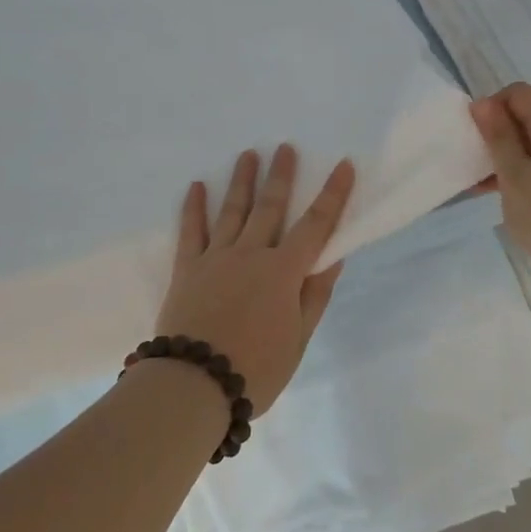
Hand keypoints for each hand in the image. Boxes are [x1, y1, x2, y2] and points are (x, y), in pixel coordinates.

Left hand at [153, 144, 354, 412]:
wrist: (195, 384)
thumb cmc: (256, 369)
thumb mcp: (298, 339)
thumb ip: (314, 296)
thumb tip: (333, 257)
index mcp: (283, 271)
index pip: (316, 225)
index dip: (333, 194)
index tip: (343, 165)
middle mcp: (251, 253)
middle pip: (270, 206)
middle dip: (281, 175)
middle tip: (285, 146)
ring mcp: (216, 257)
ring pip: (232, 210)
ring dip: (242, 180)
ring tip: (248, 154)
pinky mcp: (187, 268)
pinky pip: (191, 230)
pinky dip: (194, 207)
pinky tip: (196, 186)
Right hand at [471, 83, 530, 307]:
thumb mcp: (513, 175)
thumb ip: (498, 136)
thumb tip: (484, 103)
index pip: (518, 93)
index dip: (492, 108)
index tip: (476, 140)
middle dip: (501, 134)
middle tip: (478, 165)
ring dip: (513, 155)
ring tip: (488, 187)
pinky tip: (515, 199)